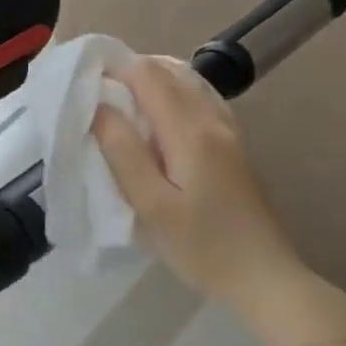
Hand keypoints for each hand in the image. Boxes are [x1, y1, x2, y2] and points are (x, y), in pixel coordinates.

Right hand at [92, 56, 345, 345]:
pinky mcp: (235, 147)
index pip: (148, 76)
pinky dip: (174, 94)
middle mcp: (213, 120)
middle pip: (171, 71)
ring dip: (153, 79)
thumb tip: (98, 106)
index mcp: (190, 132)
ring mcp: (230, 132)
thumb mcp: (152, 206)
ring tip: (120, 98)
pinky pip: (202, 100)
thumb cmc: (201, 247)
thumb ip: (123, 152)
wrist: (264, 277)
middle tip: (95, 89)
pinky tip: (159, 115)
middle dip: (131, 69)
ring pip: (190, 83)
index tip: (82, 80)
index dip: (113, 68)